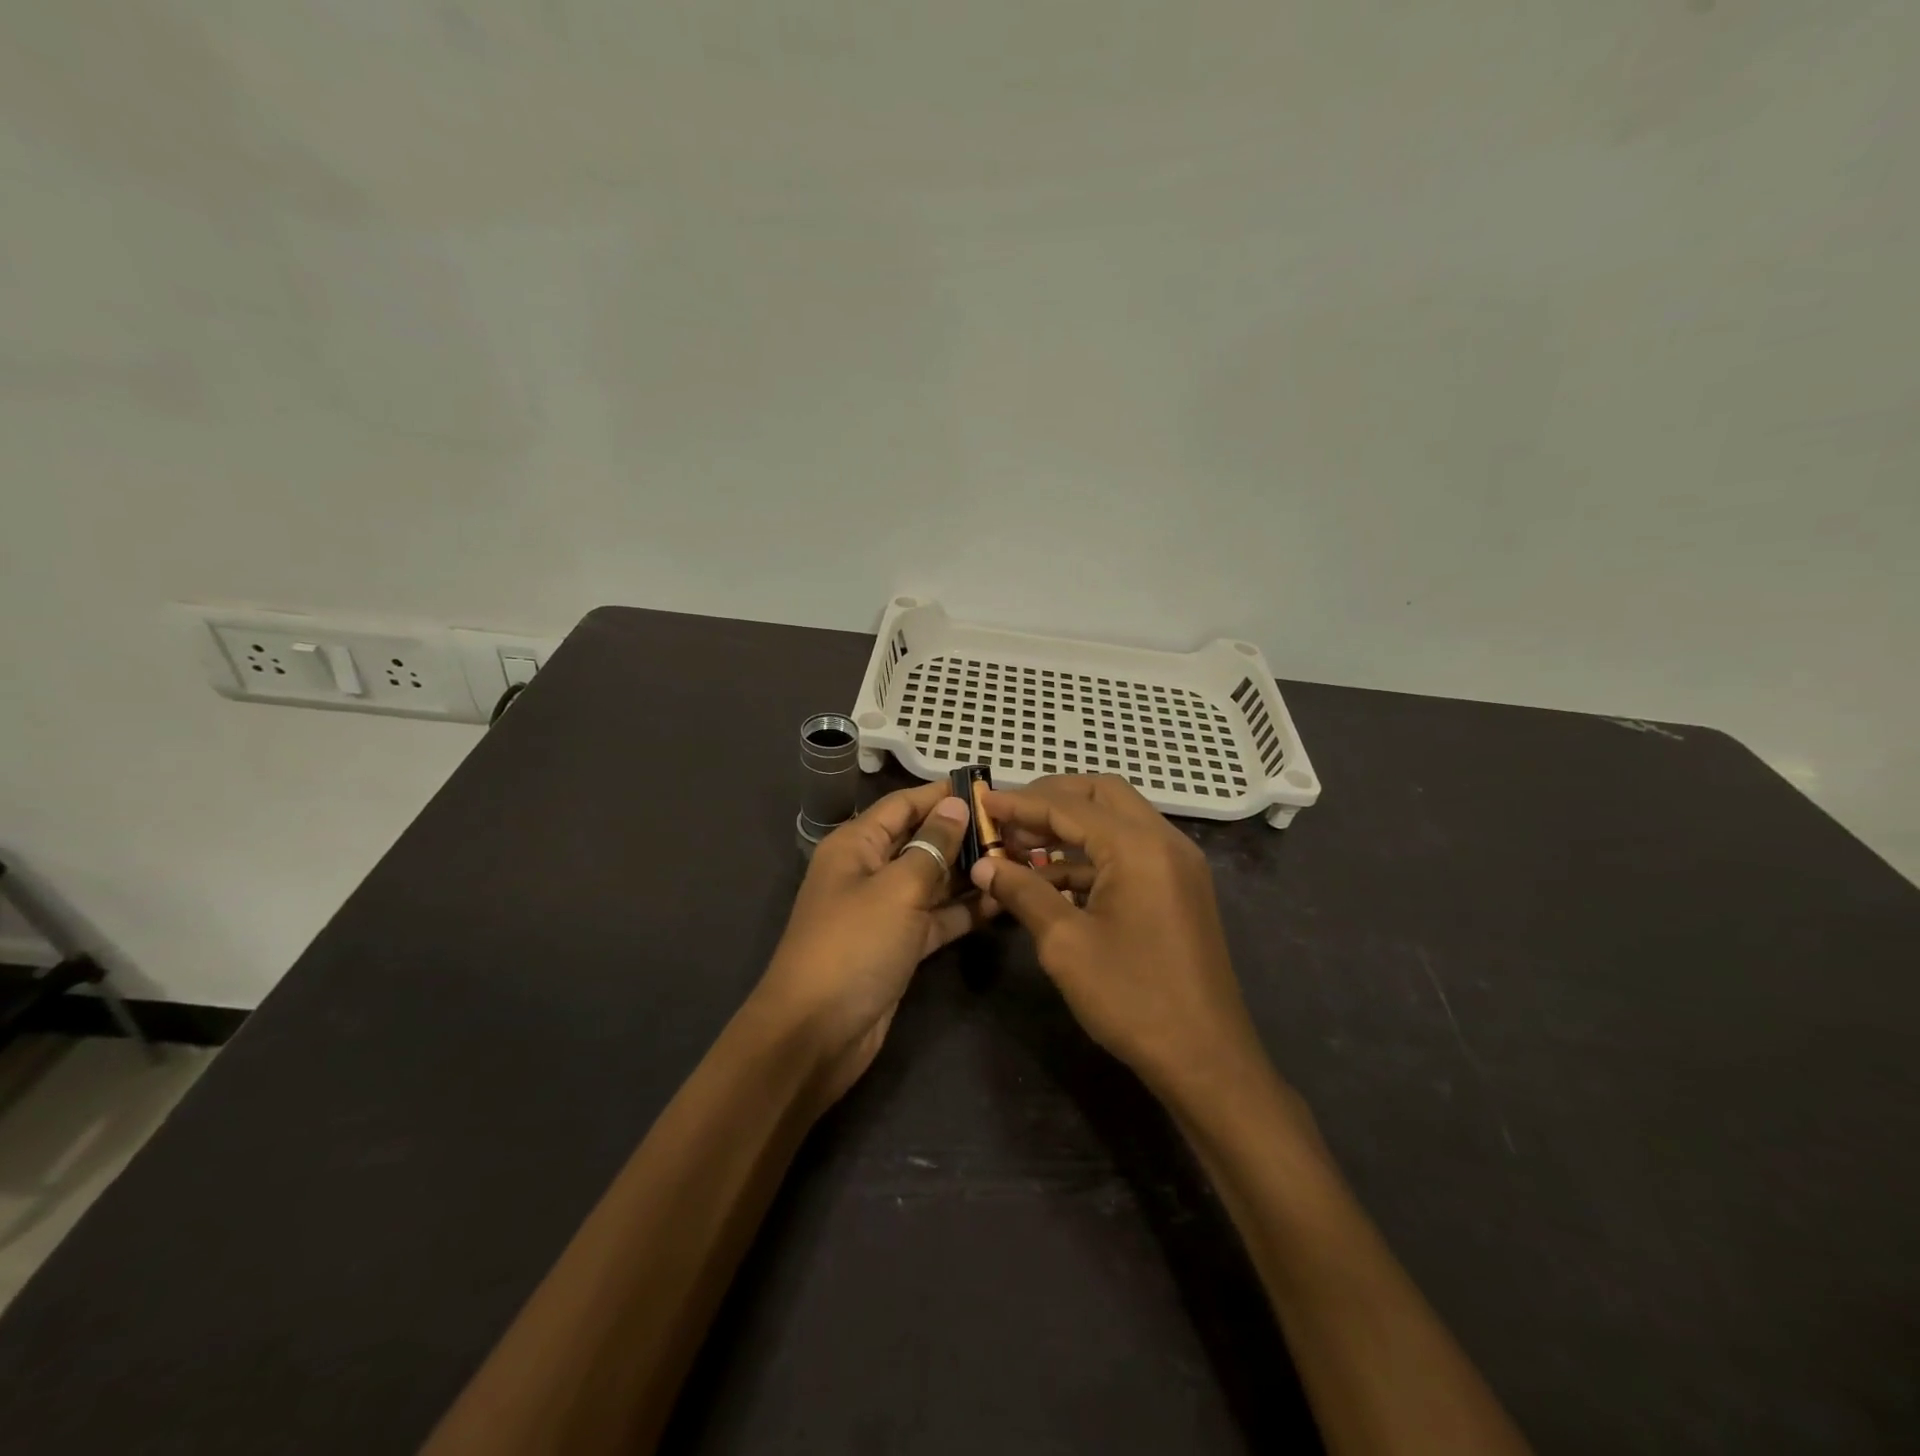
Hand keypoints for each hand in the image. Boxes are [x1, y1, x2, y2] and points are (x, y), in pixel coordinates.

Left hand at [754, 781, 985, 1108]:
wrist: (816, 1035)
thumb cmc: (854, 946)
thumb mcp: (897, 889)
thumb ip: (932, 846)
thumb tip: (955, 805)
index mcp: (857, 845)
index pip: (904, 805)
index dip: (943, 795)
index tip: (989, 790)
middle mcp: (870, 870)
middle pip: (922, 841)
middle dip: (964, 835)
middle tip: (1017, 831)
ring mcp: (885, 910)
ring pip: (934, 880)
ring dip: (970, 873)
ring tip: (1020, 862)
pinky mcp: (900, 945)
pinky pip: (937, 917)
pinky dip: (965, 910)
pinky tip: (1003, 901)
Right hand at [970, 775, 1268, 1097]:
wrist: (1206, 1060)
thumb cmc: (1132, 998)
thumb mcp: (1065, 944)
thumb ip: (1023, 892)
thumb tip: (983, 865)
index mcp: (1139, 846)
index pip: (1069, 805)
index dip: (1021, 802)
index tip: (981, 801)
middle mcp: (1164, 841)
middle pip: (1101, 795)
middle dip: (1051, 799)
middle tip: (1008, 818)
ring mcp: (1177, 864)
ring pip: (1117, 821)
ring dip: (1070, 828)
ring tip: (1021, 848)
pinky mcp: (1179, 888)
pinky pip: (1129, 852)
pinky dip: (1091, 855)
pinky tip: (1053, 879)